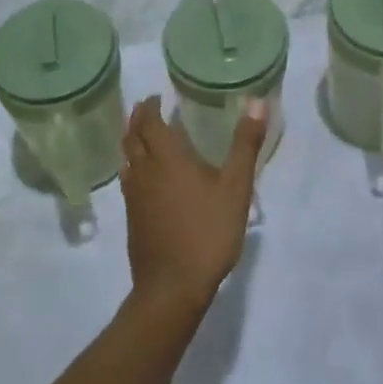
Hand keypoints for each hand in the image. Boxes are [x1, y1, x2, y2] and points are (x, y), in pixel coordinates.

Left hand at [119, 96, 263, 314]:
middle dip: (137, 120)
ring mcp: (134, 197)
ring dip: (132, 142)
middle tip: (149, 110)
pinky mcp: (132, 218)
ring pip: (126, 159)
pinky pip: (128, 180)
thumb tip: (255, 101)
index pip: (149, 121)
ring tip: (145, 137)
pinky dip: (133, 167)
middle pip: (131, 137)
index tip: (156, 96)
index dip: (149, 106)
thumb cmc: (207, 231)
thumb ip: (245, 144)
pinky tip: (148, 178)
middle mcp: (144, 171)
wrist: (172, 287)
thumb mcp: (236, 187)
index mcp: (167, 157)